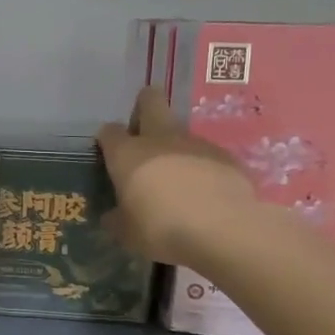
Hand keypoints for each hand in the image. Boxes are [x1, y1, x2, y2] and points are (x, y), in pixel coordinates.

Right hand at [97, 87, 255, 264]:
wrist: (223, 230)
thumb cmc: (161, 229)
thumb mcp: (127, 234)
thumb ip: (117, 219)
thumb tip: (113, 216)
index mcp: (128, 154)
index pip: (109, 131)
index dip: (108, 141)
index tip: (110, 157)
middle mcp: (160, 139)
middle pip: (150, 100)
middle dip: (144, 107)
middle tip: (142, 134)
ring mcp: (196, 143)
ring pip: (180, 132)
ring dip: (174, 147)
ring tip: (177, 182)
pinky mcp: (226, 156)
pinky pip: (206, 155)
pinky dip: (201, 168)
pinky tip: (204, 193)